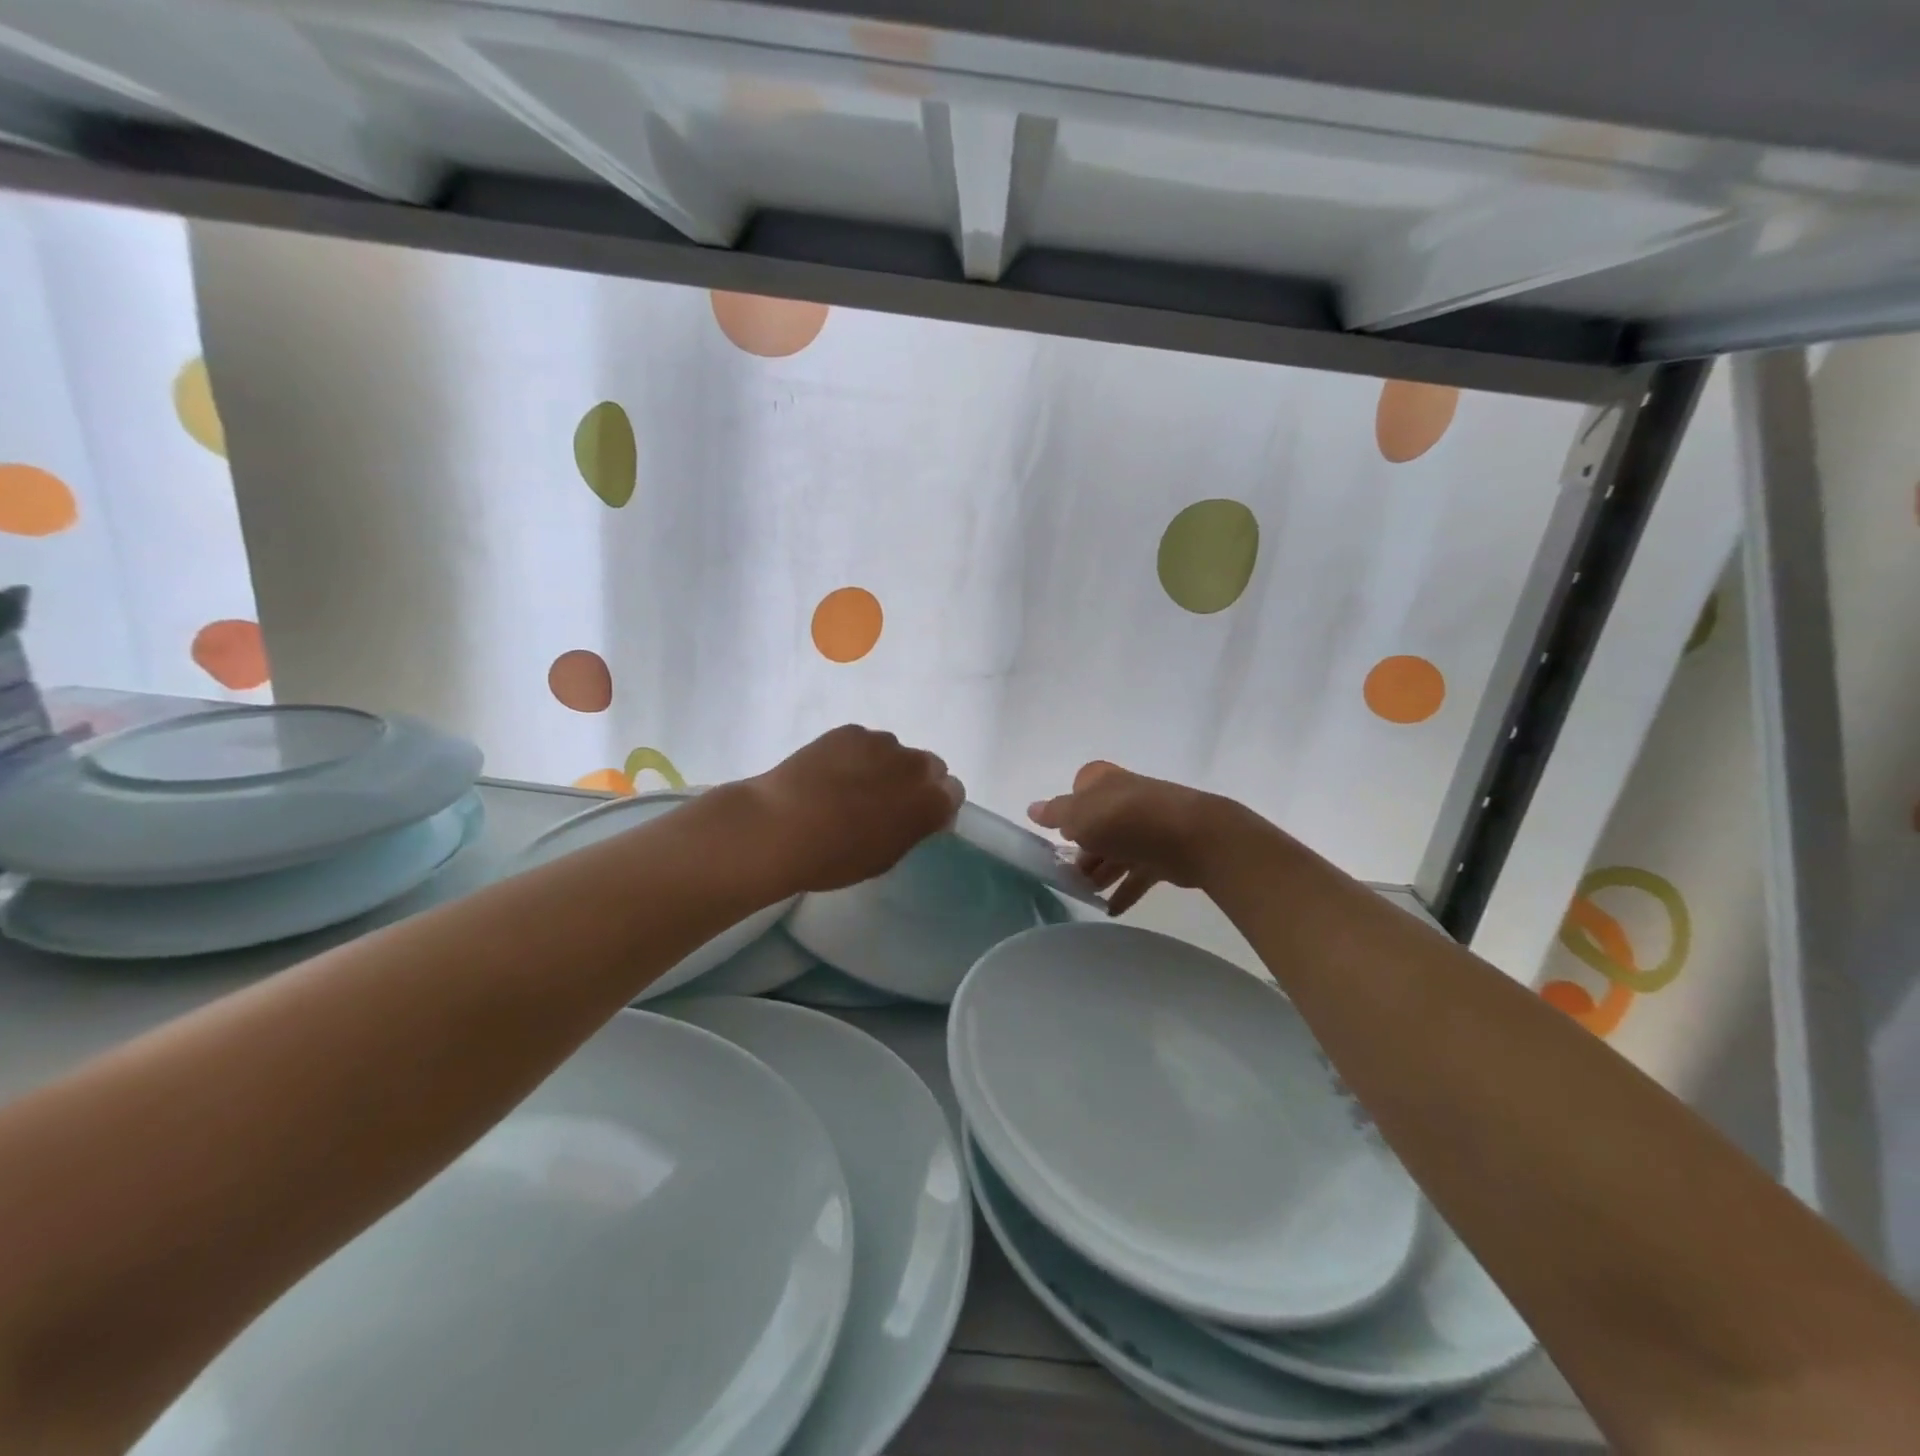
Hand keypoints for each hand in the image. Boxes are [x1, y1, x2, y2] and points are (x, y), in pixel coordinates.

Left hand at [744, 725, 962, 893]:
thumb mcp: (885, 856)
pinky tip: (829, 774)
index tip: (914, 819)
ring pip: (895, 752)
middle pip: (930, 766)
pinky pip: (864, 742)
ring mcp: (882, 742)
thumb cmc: (835, 857)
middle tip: (883, 803)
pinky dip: (855, 756)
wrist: (780, 827)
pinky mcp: (850, 731)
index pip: (953, 792)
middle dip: (914, 781)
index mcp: (931, 801)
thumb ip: (912, 829)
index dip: (935, 805)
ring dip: (884, 766)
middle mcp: (915, 765)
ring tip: (849, 788)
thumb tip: (918, 814)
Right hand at [1029, 762, 1248, 914]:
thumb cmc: (1125, 818)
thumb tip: (1033, 809)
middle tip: (1065, 875)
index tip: (1057, 836)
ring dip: (1100, 872)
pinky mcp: (1164, 852)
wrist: (1192, 837)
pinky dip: (1124, 889)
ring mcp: (1147, 825)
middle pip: (1097, 823)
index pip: (1079, 789)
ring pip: (1116, 850)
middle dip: (1081, 849)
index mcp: (1103, 781)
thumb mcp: (1079, 814)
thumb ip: (1055, 814)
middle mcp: (1124, 798)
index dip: (1067, 811)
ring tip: (1084, 895)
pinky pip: (1138, 873)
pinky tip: (1110, 909)